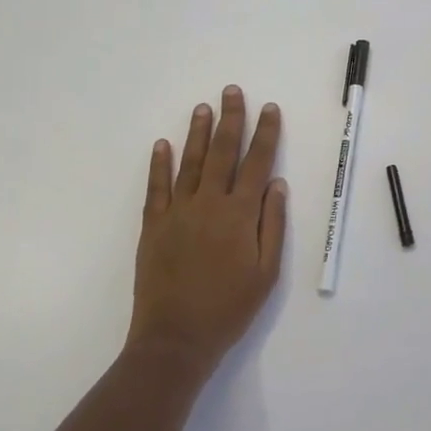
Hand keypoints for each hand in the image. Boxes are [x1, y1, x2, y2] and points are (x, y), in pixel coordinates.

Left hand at [128, 86, 287, 377]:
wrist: (176, 339)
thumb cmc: (229, 308)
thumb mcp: (266, 272)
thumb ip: (272, 224)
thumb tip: (276, 183)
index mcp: (240, 214)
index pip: (257, 162)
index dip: (265, 133)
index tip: (269, 108)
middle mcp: (209, 203)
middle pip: (223, 152)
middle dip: (230, 119)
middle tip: (231, 91)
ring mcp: (177, 212)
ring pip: (190, 162)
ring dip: (198, 133)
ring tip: (203, 107)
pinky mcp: (153, 226)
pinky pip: (156, 187)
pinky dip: (159, 164)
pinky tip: (162, 144)